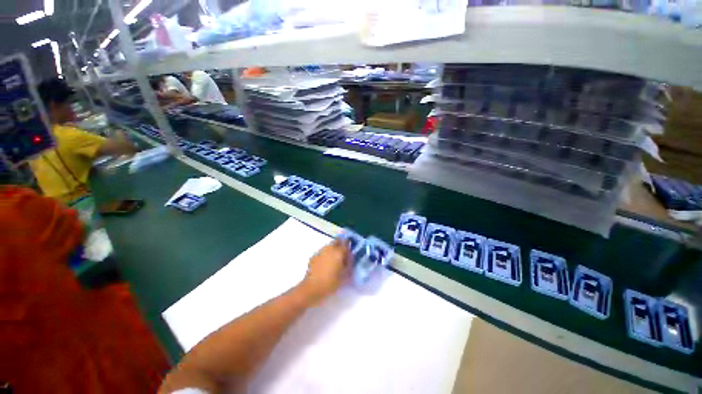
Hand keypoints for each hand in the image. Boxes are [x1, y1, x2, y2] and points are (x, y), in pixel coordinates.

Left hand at [299, 239, 351, 303]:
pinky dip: (325, 255)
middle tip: (343, 253)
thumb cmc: (331, 282)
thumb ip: (349, 263)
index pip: (346, 242)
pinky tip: (325, 264)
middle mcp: (330, 248)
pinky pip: (323, 252)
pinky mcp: (314, 256)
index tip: (350, 248)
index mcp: (339, 251)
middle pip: (337, 241)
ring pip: (329, 246)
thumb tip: (350, 256)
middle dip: (340, 244)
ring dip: (333, 249)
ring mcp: (321, 251)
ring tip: (334, 259)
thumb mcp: (345, 275)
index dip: (349, 244)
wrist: (312, 288)